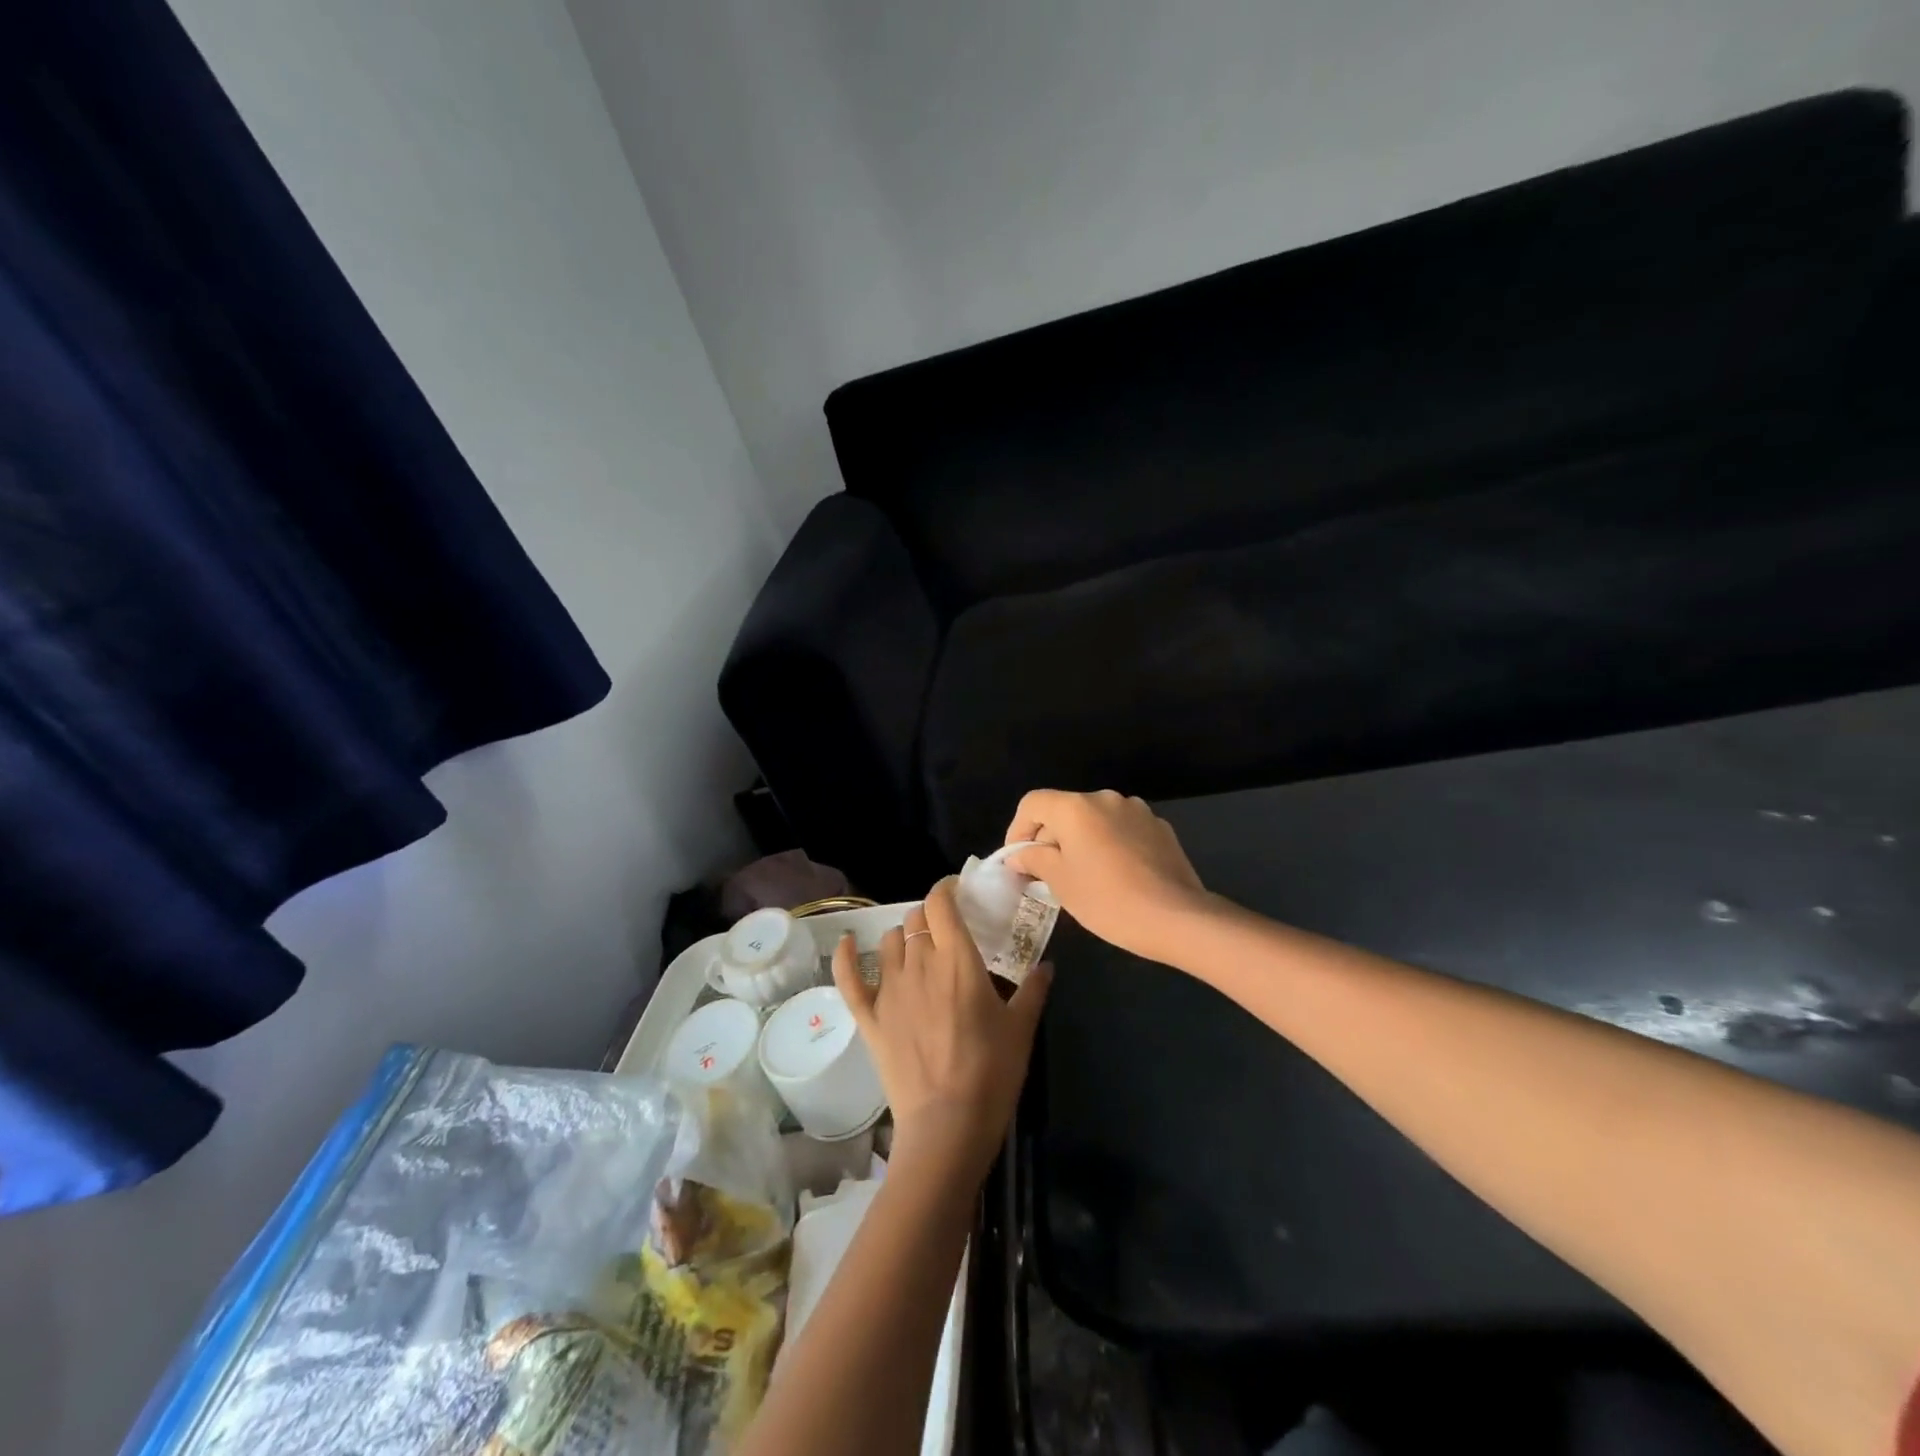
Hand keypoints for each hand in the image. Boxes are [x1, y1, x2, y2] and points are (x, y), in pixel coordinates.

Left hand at [831, 878, 1051, 1181]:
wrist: (947, 1125)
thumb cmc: (991, 1073)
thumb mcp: (1021, 1029)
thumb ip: (1033, 990)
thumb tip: (1047, 965)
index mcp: (958, 959)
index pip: (941, 903)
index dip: (946, 889)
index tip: (957, 892)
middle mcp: (919, 963)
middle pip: (916, 919)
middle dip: (930, 917)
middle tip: (946, 932)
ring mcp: (889, 989)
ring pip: (889, 942)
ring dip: (903, 937)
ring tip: (916, 950)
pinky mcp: (869, 1017)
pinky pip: (849, 977)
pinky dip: (846, 956)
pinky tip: (847, 943)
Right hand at [1002, 789, 1211, 964]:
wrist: (1177, 918)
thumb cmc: (1108, 900)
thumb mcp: (1061, 883)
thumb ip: (1034, 859)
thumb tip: (1019, 854)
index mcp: (1075, 807)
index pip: (1033, 803)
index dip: (1018, 829)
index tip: (1019, 860)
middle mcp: (1105, 798)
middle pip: (1064, 810)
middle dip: (1050, 838)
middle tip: (1046, 875)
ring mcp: (1136, 810)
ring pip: (1094, 820)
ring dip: (1081, 840)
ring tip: (1083, 875)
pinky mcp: (1159, 827)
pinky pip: (1121, 829)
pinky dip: (1109, 844)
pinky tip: (1116, 875)